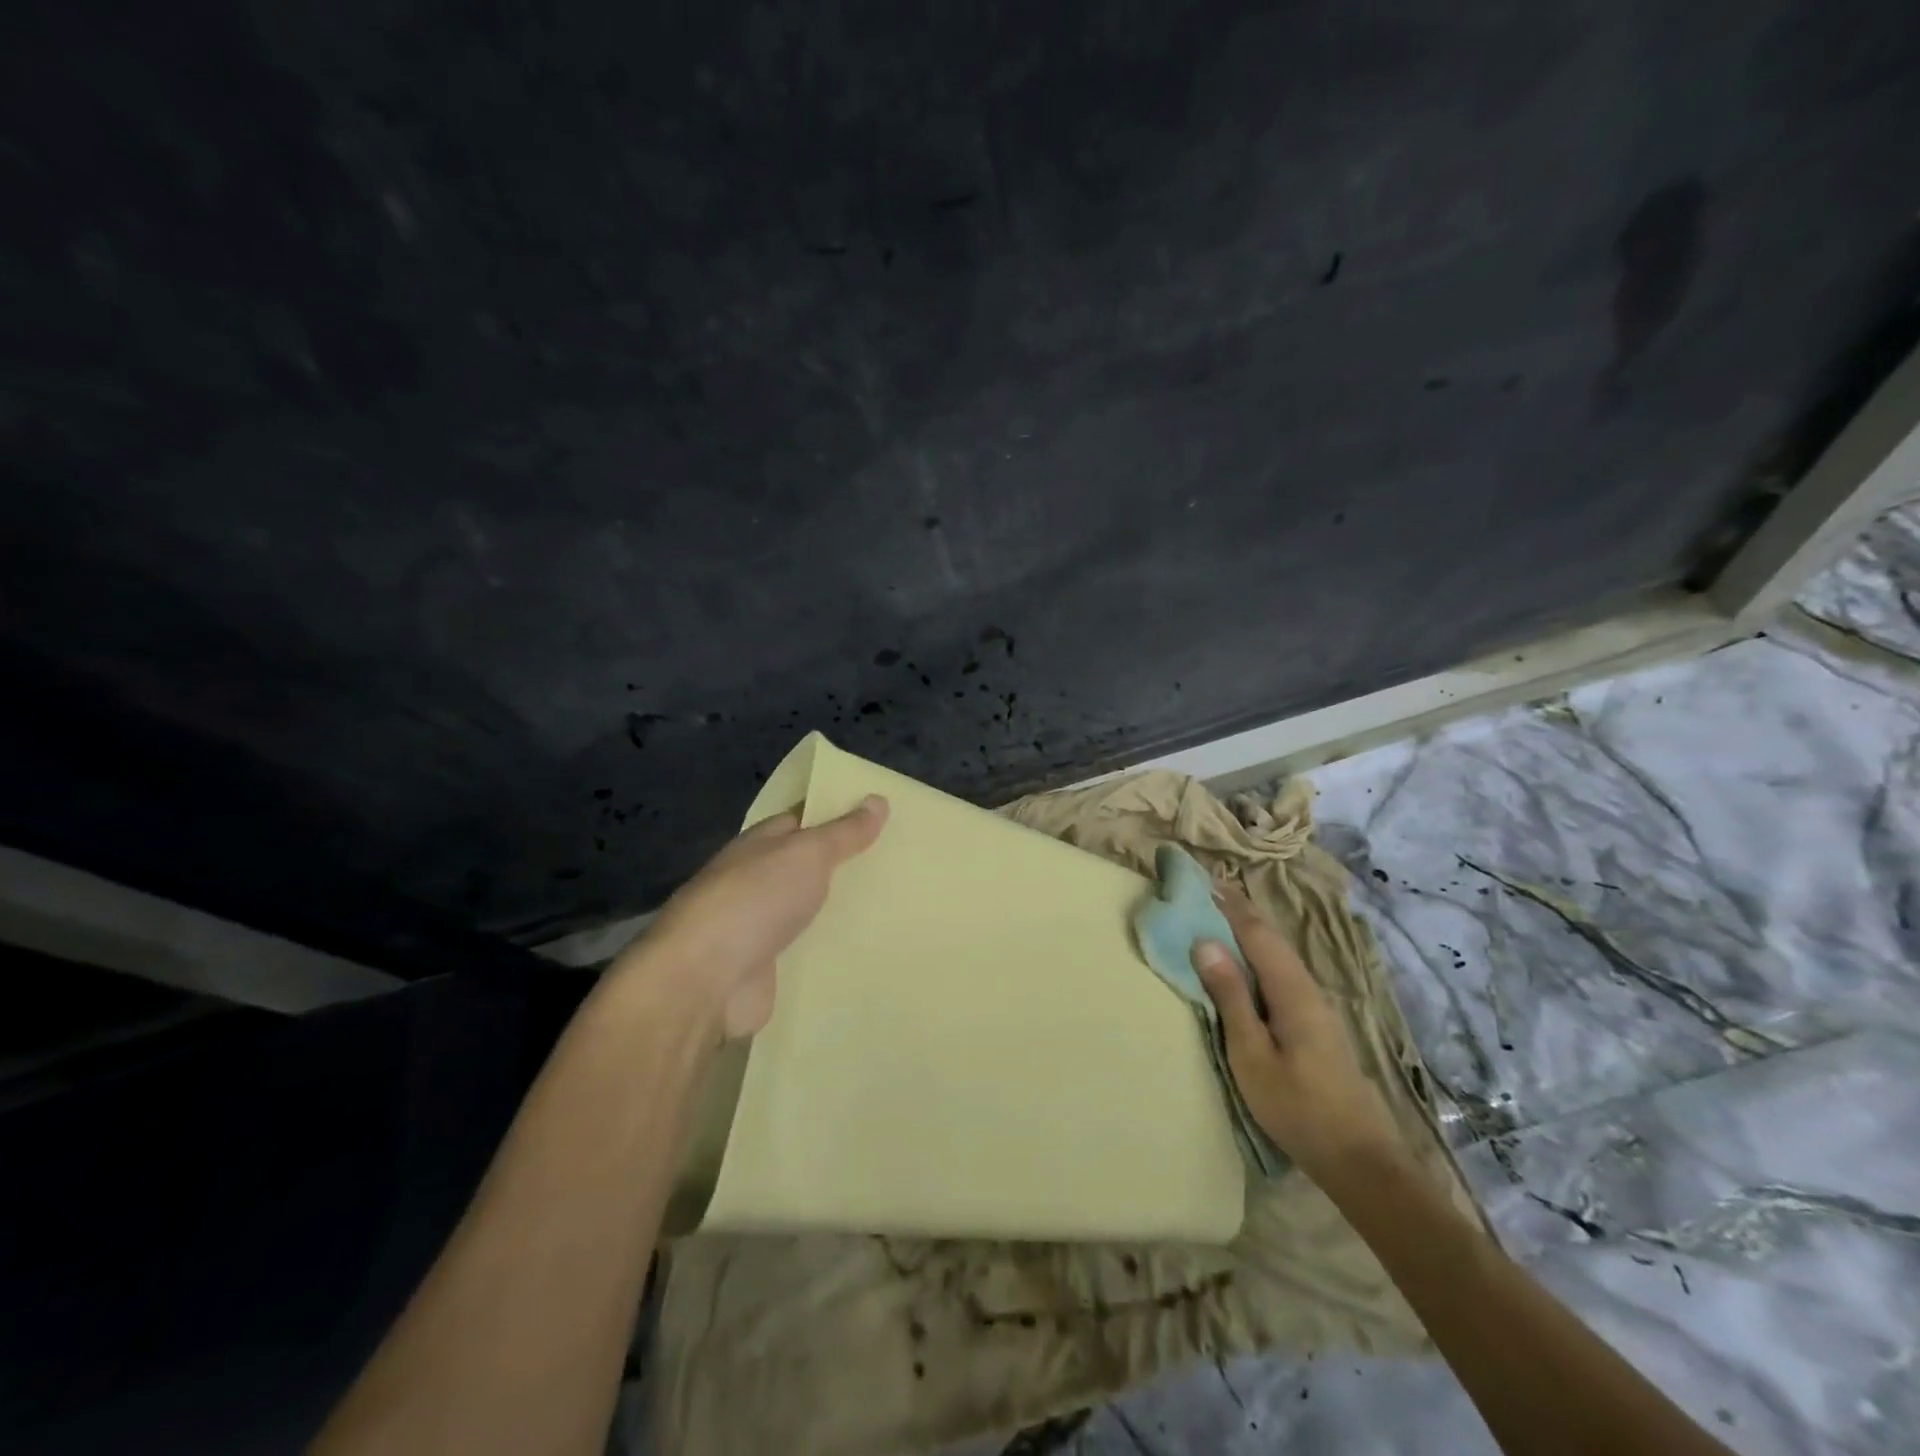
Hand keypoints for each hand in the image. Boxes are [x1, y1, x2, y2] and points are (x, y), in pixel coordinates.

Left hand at [615, 796, 888, 1039]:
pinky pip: (810, 951)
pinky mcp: (769, 968)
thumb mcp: (806, 853)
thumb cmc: (754, 900)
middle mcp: (757, 881)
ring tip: (898, 905)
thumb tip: (877, 799)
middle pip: (809, 867)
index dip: (839, 814)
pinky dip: (834, 949)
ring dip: (843, 910)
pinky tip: (872, 948)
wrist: (704, 981)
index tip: (883, 815)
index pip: (803, 819)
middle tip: (901, 862)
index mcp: (760, 844)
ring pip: (811, 910)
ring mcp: (760, 926)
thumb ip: (843, 832)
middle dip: (848, 865)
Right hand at [1191, 885, 1404, 1181]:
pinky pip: (1281, 974)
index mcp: (1292, 990)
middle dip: (1241, 912)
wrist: (1360, 1160)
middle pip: (1272, 939)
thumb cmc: (1297, 1107)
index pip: (1257, 933)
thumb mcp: (1251, 1054)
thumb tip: (1206, 942)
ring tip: (1220, 917)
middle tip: (1208, 890)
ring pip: (1279, 956)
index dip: (1230, 905)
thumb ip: (1230, 997)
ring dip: (1250, 932)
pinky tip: (1247, 964)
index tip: (1204, 879)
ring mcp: (1316, 1008)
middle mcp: (1308, 989)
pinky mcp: (1316, 1026)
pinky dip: (1259, 956)